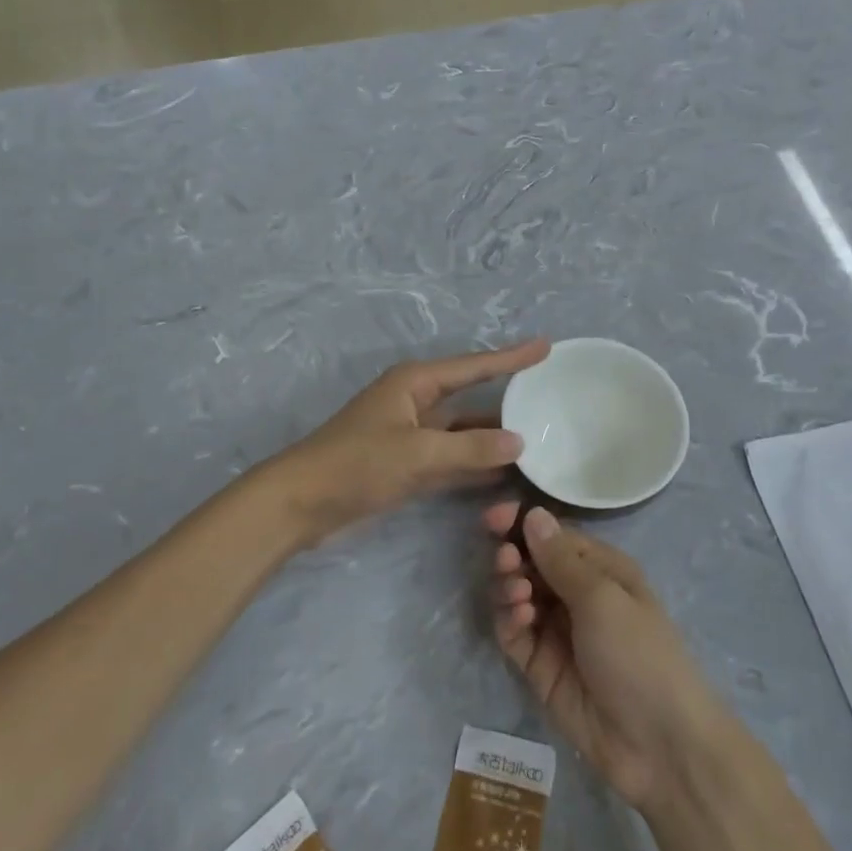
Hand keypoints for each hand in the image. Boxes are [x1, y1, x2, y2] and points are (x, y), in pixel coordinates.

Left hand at [271, 341, 549, 541]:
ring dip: (493, 436)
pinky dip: (475, 463)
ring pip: (463, 431)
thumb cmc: (356, 464)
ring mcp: (411, 435)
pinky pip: (452, 458)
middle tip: (550, 395)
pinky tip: (505, 471)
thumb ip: (470, 449)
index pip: (474, 366)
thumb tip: (520, 441)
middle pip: (471, 396)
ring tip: (539, 435)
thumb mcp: (417, 453)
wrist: (301, 503)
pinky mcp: (407, 465)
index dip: (511, 358)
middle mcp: (416, 402)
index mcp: (415, 383)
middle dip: (507, 398)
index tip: (545, 346)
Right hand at [487, 503, 726, 811]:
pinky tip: (520, 618)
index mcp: (600, 569)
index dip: (521, 523)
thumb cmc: (639, 653)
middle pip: (529, 562)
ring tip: (518, 595)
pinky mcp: (540, 666)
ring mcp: (556, 631)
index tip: (493, 519)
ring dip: (509, 586)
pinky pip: (513, 632)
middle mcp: (576, 594)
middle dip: (512, 555)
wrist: (658, 745)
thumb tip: (533, 513)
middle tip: (506, 561)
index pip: (552, 535)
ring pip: (516, 594)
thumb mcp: (603, 597)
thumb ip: (561, 558)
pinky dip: (509, 619)